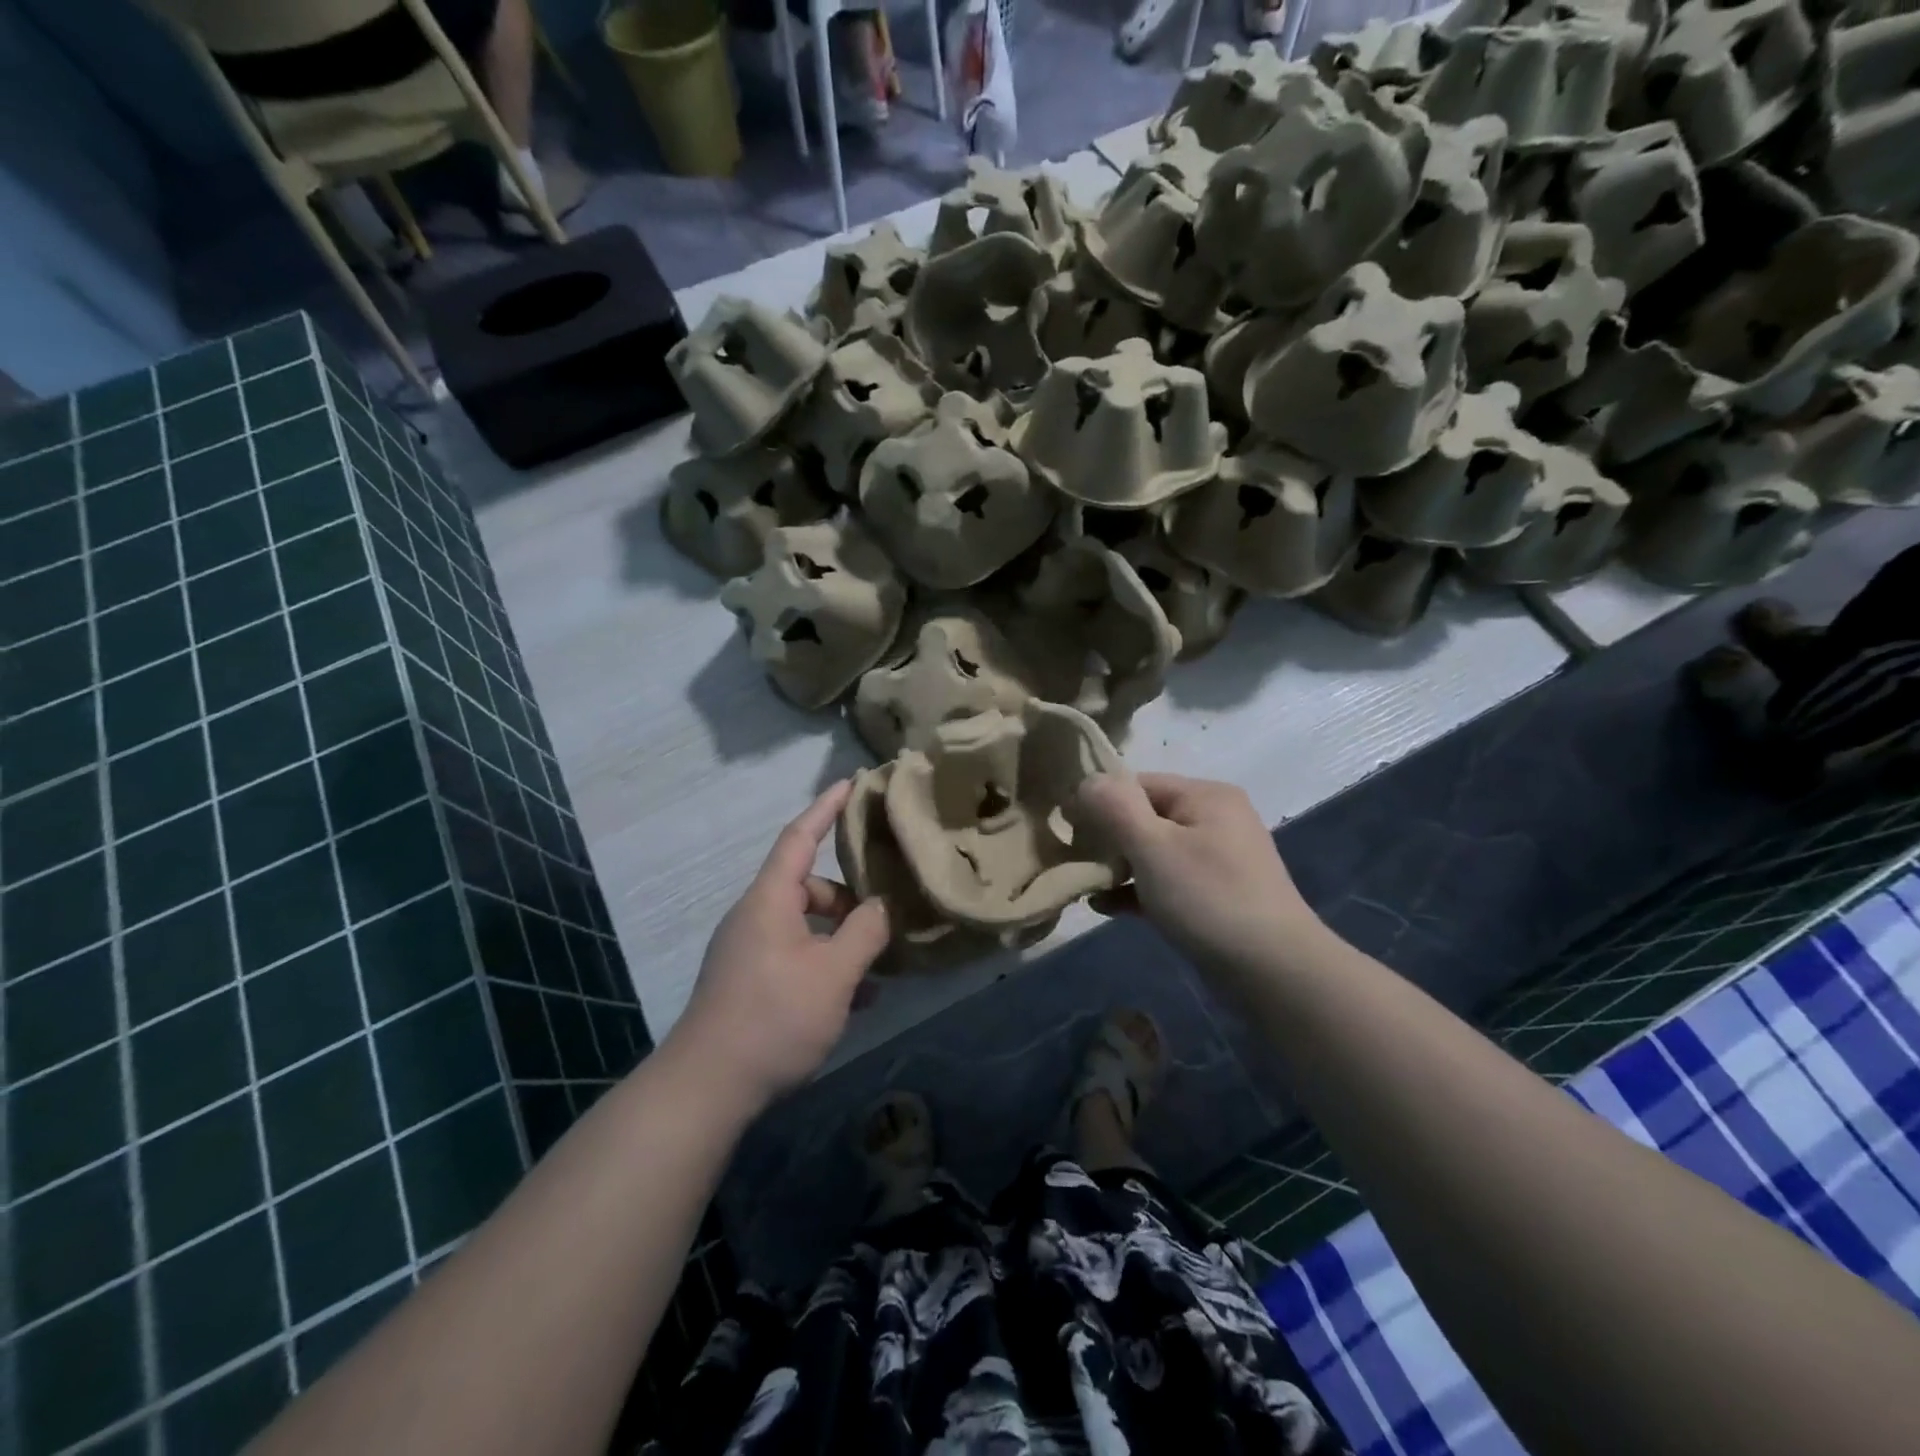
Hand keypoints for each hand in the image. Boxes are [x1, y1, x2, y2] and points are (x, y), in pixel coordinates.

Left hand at [672, 782, 891, 1111]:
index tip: (851, 783)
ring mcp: (748, 951)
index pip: (800, 837)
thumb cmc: (774, 1016)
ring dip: (840, 938)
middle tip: (885, 913)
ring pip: (804, 926)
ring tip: (879, 963)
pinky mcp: (748, 982)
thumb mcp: (834, 974)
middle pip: (808, 887)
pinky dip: (824, 965)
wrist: (706, 1088)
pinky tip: (855, 998)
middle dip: (847, 896)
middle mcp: (755, 917)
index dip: (826, 808)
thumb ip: (865, 932)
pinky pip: (794, 956)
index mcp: (769, 900)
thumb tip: (882, 907)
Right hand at [1074, 772, 1322, 973]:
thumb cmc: (1208, 899)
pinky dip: (1137, 889)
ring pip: (1152, 851)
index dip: (1099, 802)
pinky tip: (1105, 906)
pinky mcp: (1215, 894)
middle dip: (1106, 837)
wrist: (1274, 972)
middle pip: (1144, 816)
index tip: (1067, 830)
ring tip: (1084, 884)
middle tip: (1075, 860)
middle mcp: (1214, 818)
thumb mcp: (1153, 847)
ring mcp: (1217, 858)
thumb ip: (1114, 807)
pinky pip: (1165, 881)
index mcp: (1204, 795)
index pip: (1137, 783)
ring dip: (1118, 866)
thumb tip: (1085, 781)